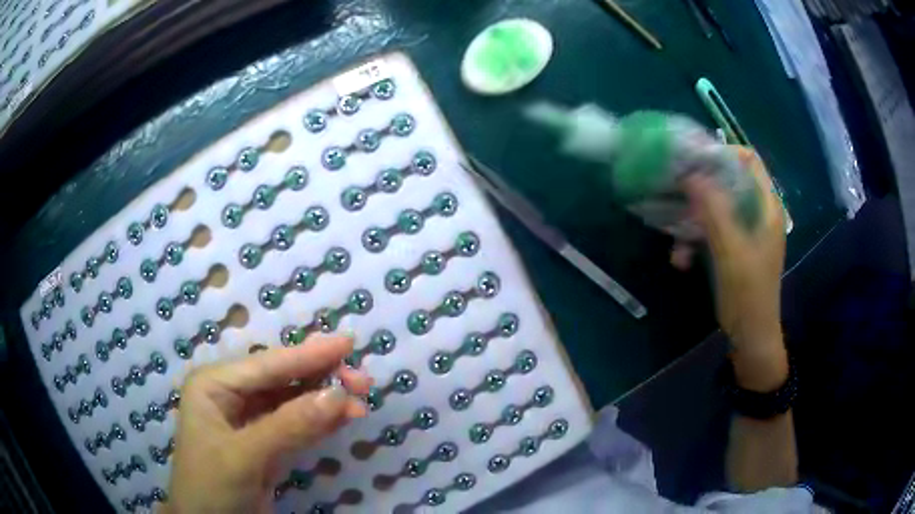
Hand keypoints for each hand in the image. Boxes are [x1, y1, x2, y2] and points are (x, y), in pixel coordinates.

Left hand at [166, 335, 371, 513]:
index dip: (309, 354)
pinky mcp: (264, 445)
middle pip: (282, 380)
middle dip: (320, 377)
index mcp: (214, 385)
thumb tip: (338, 395)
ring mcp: (248, 422)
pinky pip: (295, 427)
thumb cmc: (211, 486)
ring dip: (325, 401)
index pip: (267, 366)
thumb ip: (289, 426)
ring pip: (292, 403)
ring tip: (360, 399)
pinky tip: (343, 417)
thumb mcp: (244, 457)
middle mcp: (230, 396)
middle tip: (361, 379)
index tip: (348, 342)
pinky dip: (320, 423)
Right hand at [682, 148, 787, 389]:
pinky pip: (713, 230)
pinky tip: (681, 260)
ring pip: (716, 207)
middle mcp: (758, 212)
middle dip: (700, 188)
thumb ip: (714, 210)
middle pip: (728, 181)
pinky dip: (696, 239)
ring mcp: (746, 230)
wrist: (751, 337)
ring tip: (675, 243)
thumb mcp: (731, 251)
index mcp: (767, 206)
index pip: (748, 161)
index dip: (722, 153)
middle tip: (675, 193)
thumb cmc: (748, 295)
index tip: (693, 161)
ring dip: (693, 221)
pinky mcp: (735, 247)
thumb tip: (690, 174)